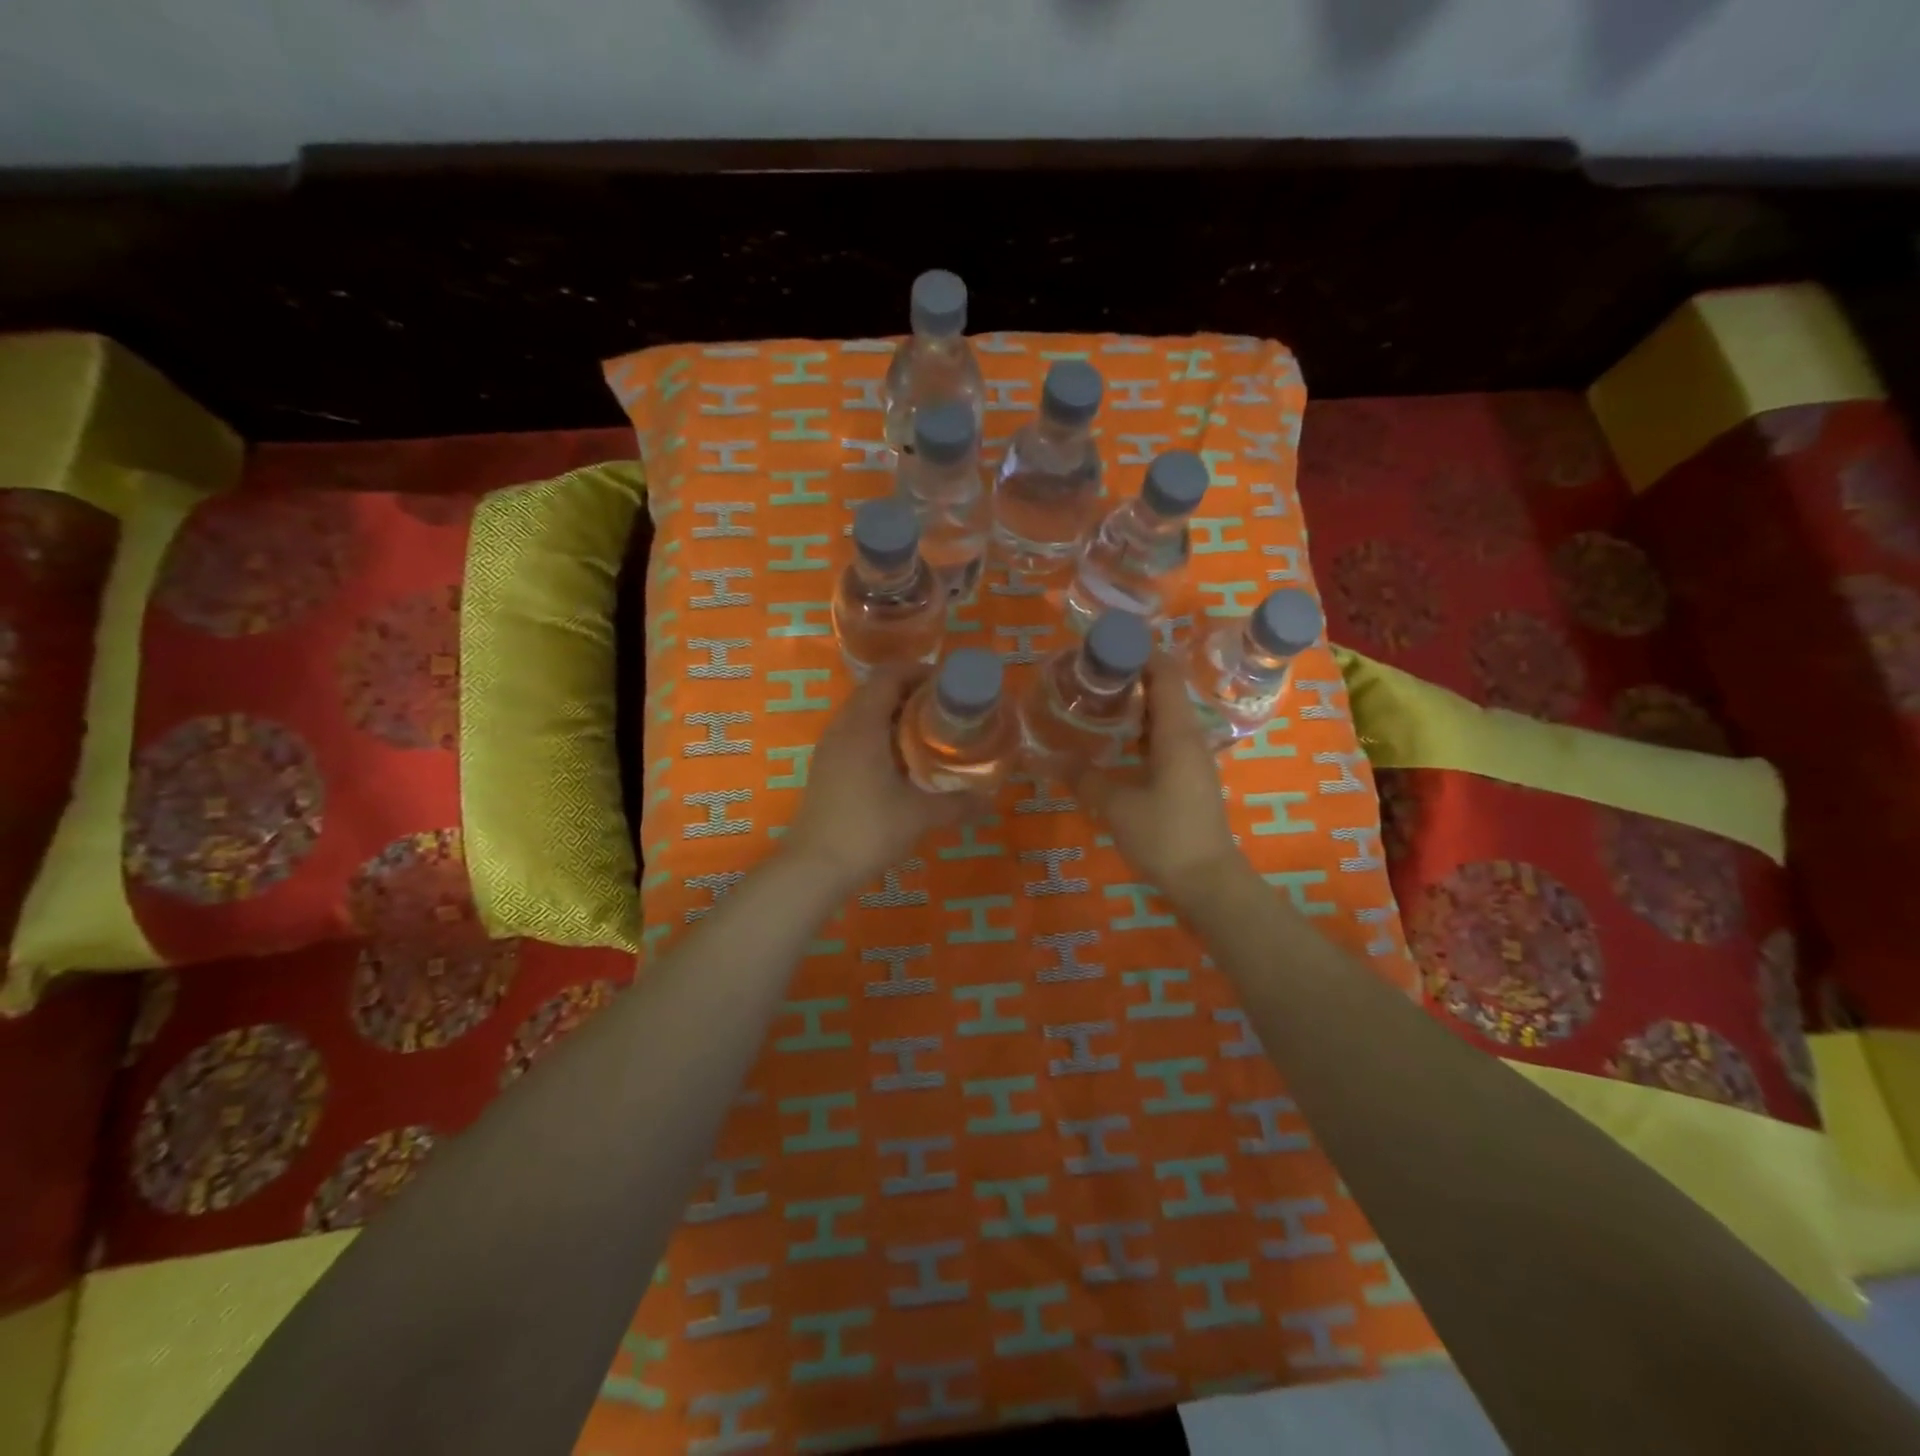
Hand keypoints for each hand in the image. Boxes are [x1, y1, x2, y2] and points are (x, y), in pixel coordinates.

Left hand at [784, 671, 967, 892]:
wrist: (814, 867)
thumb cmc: (868, 830)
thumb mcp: (920, 815)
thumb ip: (958, 804)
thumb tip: (991, 801)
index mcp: (863, 725)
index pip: (888, 676)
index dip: (918, 672)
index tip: (949, 685)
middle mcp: (842, 728)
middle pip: (875, 691)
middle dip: (910, 693)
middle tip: (945, 709)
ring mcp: (829, 749)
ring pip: (863, 714)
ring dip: (894, 715)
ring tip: (928, 733)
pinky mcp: (826, 769)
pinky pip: (854, 735)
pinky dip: (880, 735)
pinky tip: (902, 762)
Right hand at [1077, 655, 1244, 906]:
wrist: (1208, 882)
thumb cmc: (1165, 836)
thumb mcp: (1116, 806)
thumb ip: (1085, 779)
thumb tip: (1050, 760)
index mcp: (1177, 733)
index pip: (1165, 674)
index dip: (1140, 652)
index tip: (1107, 644)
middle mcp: (1189, 738)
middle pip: (1165, 691)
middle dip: (1132, 675)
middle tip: (1091, 672)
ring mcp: (1192, 760)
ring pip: (1164, 717)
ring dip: (1136, 704)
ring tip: (1098, 698)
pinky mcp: (1188, 779)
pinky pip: (1164, 739)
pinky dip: (1141, 730)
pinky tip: (1116, 740)